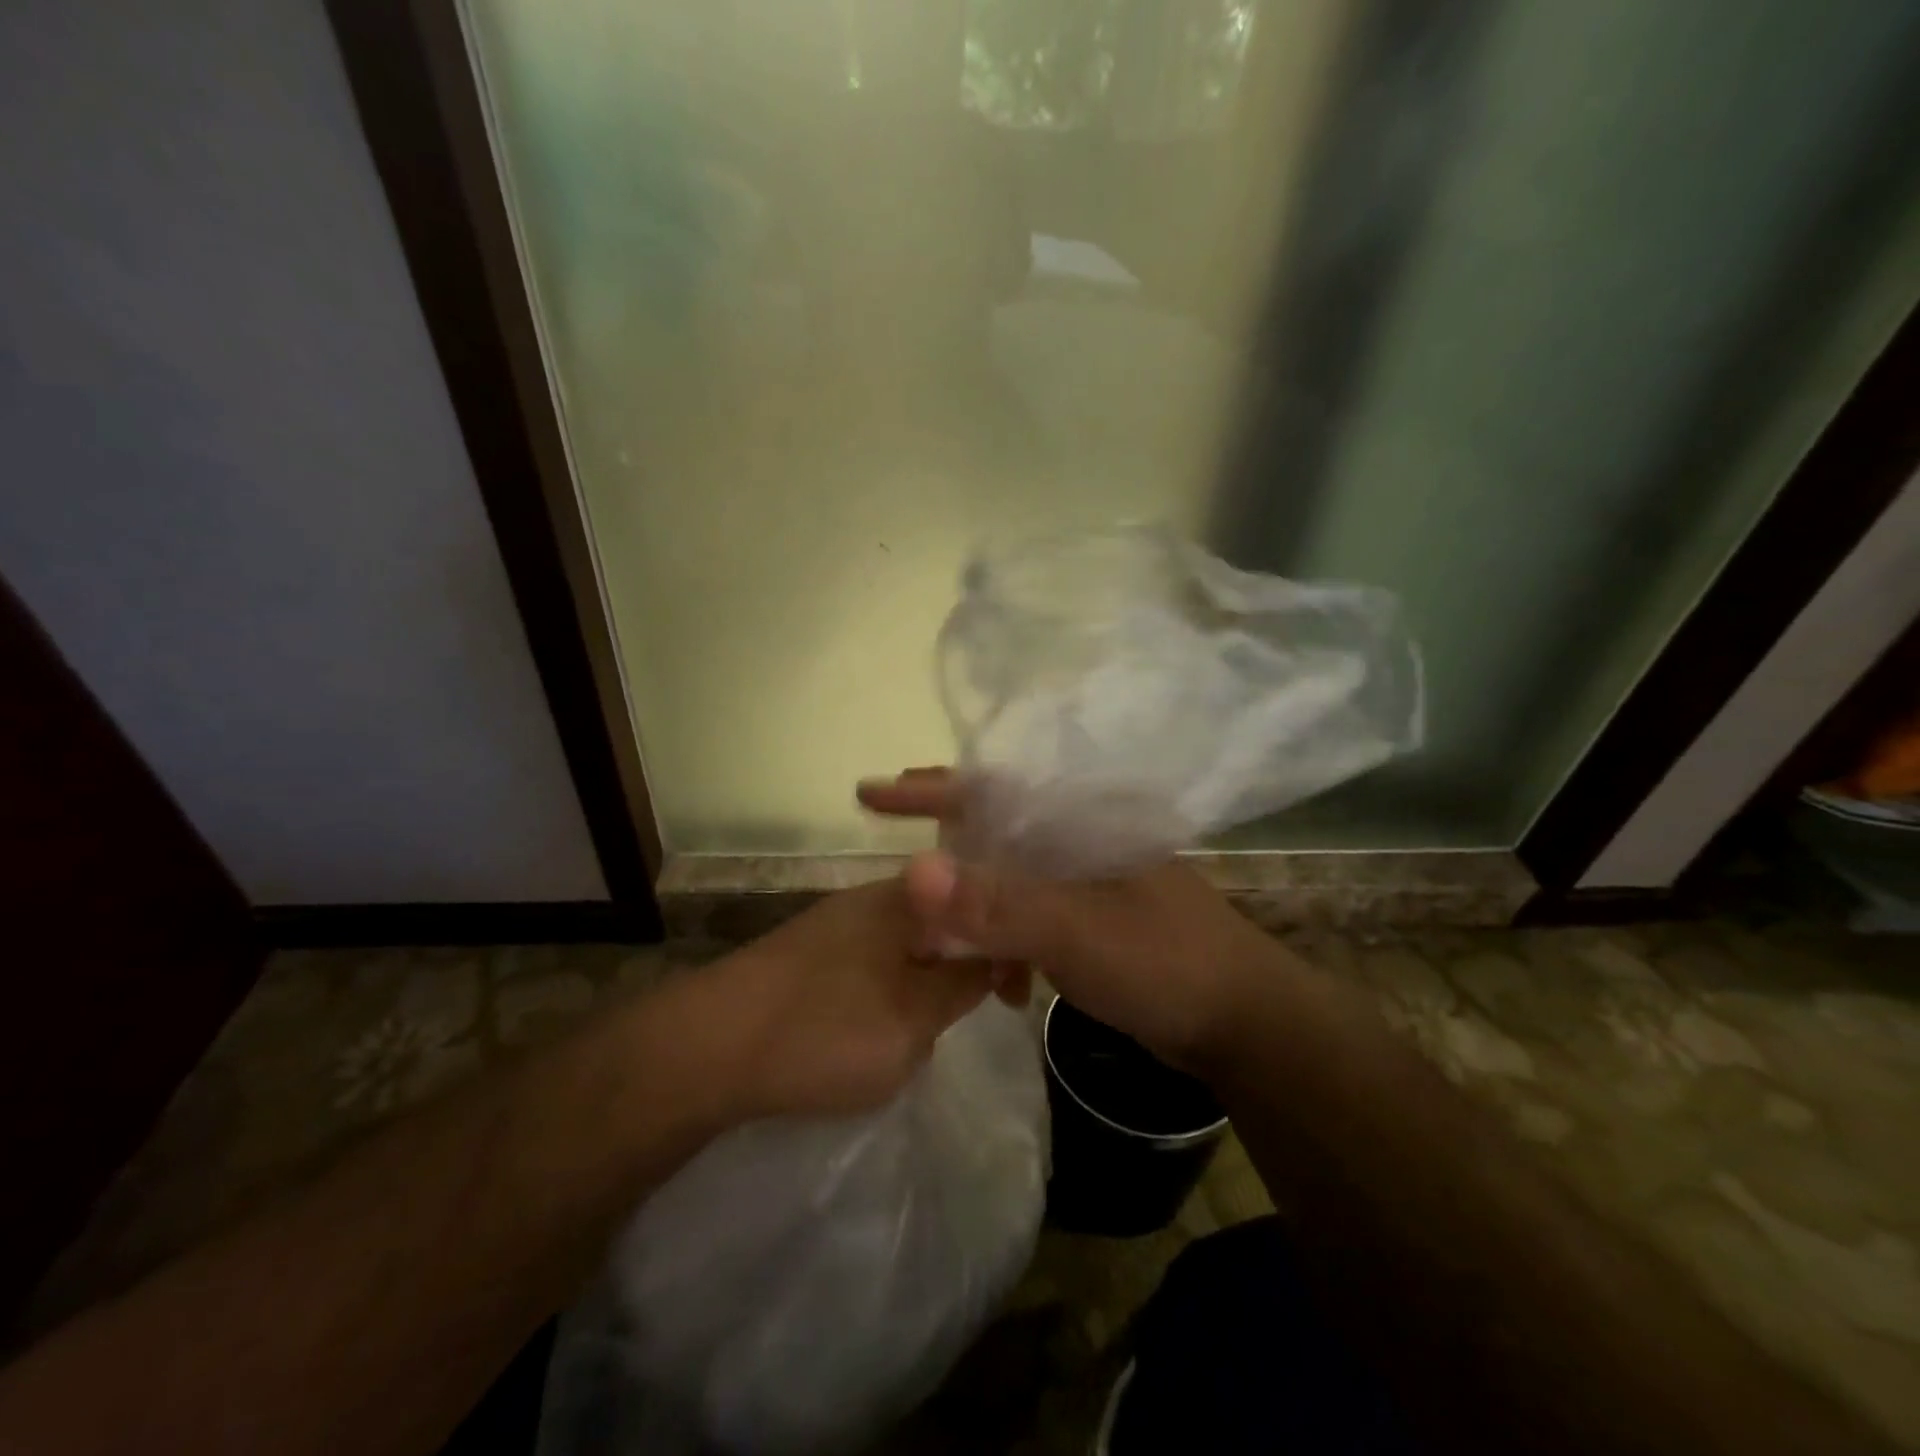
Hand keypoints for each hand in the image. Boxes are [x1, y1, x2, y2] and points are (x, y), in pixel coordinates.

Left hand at [695, 875, 997, 1122]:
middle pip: (944, 921)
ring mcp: (837, 922)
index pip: (980, 905)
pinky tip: (878, 1025)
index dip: (1006, 949)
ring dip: (925, 980)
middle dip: (963, 966)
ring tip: (920, 1030)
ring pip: (908, 944)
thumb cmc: (823, 1032)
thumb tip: (992, 957)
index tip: (1014, 999)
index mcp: (907, 899)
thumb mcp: (913, 1020)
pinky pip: (872, 961)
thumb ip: (962, 984)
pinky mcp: (810, 951)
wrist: (705, 1048)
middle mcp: (873, 897)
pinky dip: (889, 988)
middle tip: (967, 1017)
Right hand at [863, 769, 1300, 1069]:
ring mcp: (1088, 881)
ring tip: (938, 942)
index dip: (928, 789)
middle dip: (943, 850)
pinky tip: (997, 980)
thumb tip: (912, 872)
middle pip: (994, 829)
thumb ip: (995, 905)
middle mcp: (1081, 840)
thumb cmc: (1165, 963)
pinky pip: (1028, 914)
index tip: (871, 793)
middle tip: (897, 873)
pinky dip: (1003, 939)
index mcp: (1080, 822)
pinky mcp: (1092, 919)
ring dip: (971, 908)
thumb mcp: (1075, 934)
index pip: (991, 789)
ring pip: (1008, 878)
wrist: (1245, 1024)